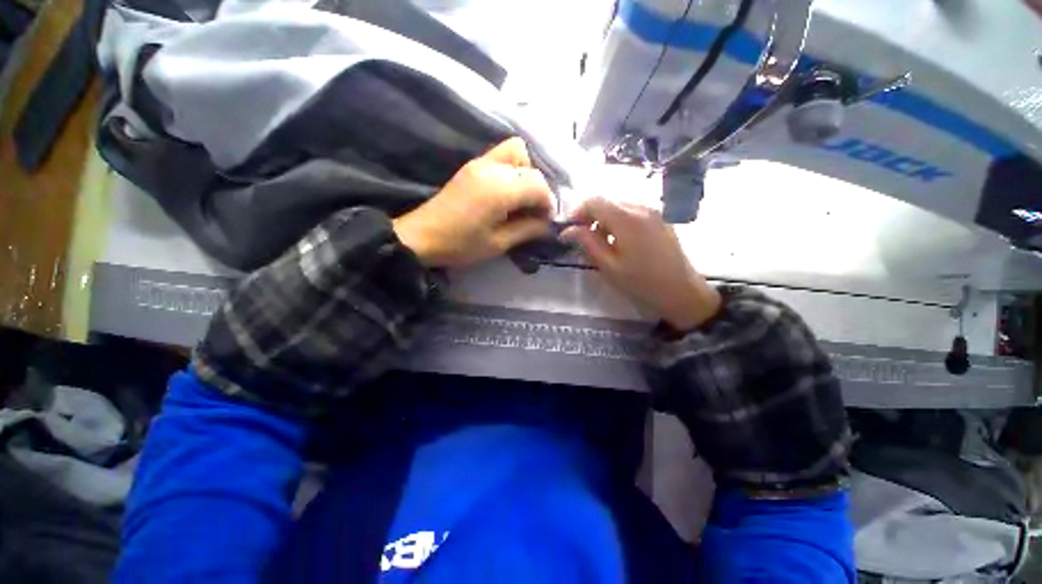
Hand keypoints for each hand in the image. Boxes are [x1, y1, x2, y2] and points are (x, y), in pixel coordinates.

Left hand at [392, 138, 553, 267]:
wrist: (422, 237)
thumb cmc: (461, 245)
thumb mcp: (498, 244)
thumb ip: (527, 230)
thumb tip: (548, 224)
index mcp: (499, 189)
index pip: (538, 184)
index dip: (548, 203)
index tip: (546, 221)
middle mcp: (491, 167)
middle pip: (530, 166)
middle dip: (539, 189)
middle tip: (534, 211)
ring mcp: (479, 162)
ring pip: (516, 152)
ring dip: (526, 173)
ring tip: (522, 199)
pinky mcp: (472, 166)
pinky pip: (501, 156)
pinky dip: (513, 170)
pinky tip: (508, 193)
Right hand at [560, 198, 721, 330]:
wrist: (682, 292)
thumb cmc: (641, 282)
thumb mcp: (608, 266)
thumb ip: (587, 243)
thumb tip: (567, 230)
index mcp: (626, 218)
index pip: (593, 201)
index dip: (576, 212)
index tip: (569, 230)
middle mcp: (640, 207)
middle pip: (607, 201)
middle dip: (590, 215)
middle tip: (582, 237)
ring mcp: (653, 212)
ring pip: (619, 205)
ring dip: (604, 218)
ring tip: (601, 242)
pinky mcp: (660, 219)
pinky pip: (633, 211)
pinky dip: (619, 220)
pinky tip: (620, 241)